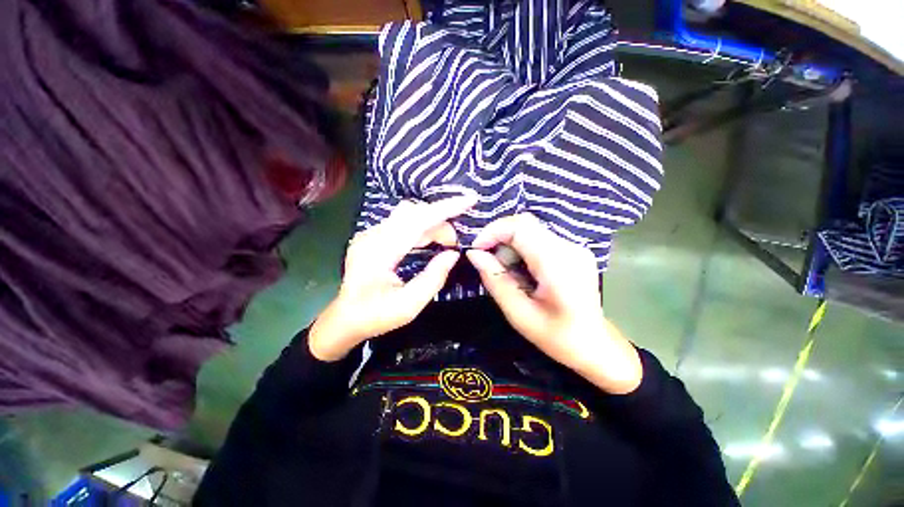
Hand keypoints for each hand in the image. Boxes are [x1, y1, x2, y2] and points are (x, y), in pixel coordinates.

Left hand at [309, 195, 475, 360]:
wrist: (345, 320)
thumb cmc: (375, 316)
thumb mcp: (409, 306)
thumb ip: (433, 278)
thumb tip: (453, 254)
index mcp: (379, 251)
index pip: (417, 220)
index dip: (445, 208)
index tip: (469, 200)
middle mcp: (373, 235)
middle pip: (414, 214)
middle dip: (441, 223)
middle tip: (454, 245)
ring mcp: (371, 234)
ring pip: (409, 216)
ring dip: (432, 226)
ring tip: (446, 244)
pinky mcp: (374, 237)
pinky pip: (403, 224)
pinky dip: (422, 229)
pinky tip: (430, 241)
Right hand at [466, 213, 642, 393]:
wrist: (595, 345)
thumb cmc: (557, 336)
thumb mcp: (519, 313)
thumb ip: (495, 280)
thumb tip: (474, 254)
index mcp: (558, 263)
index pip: (520, 227)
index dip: (493, 231)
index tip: (476, 249)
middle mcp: (569, 247)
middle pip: (525, 224)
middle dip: (499, 238)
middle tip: (488, 262)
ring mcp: (574, 246)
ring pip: (530, 229)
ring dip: (510, 244)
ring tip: (506, 271)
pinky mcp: (572, 249)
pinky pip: (538, 238)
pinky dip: (521, 248)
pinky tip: (521, 270)